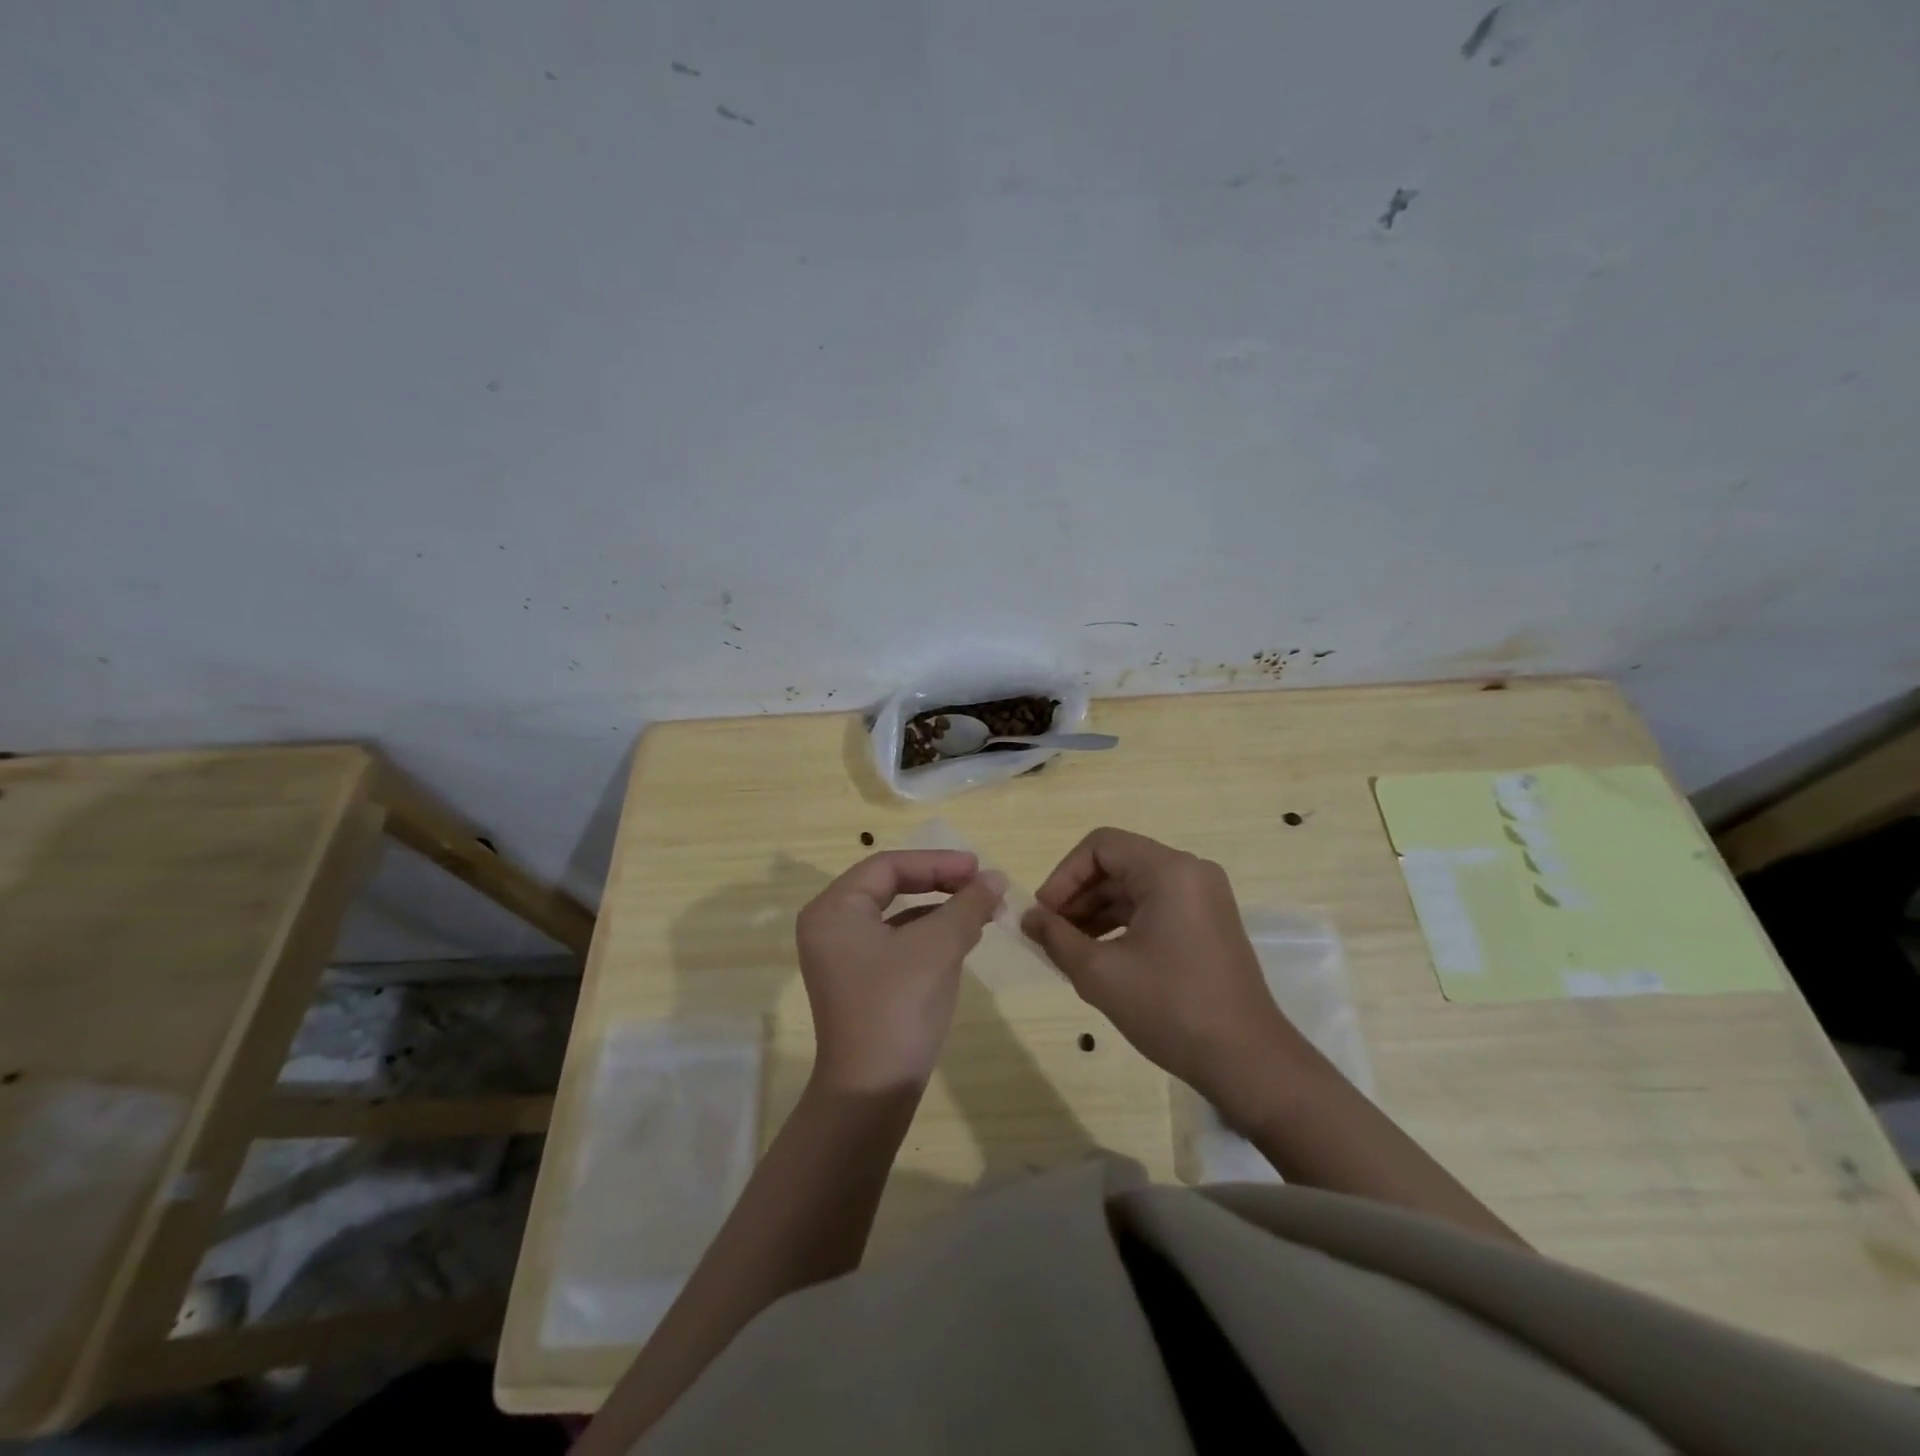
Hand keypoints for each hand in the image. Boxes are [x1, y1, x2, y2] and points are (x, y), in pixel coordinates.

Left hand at [795, 851, 1005, 1093]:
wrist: (872, 1092)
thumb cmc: (899, 1006)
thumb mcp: (939, 947)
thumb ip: (968, 905)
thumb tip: (996, 878)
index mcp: (834, 909)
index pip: (889, 866)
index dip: (937, 862)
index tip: (979, 867)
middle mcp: (829, 926)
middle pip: (889, 886)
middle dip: (939, 883)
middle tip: (981, 883)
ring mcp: (841, 956)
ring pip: (894, 914)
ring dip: (938, 908)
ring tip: (980, 909)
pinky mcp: (857, 980)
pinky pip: (893, 941)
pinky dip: (927, 934)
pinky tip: (960, 938)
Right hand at [1022, 828, 1311, 1111]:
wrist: (1247, 1062)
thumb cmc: (1170, 1008)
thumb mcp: (1100, 973)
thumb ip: (1056, 937)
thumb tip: (1027, 918)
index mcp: (1169, 870)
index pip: (1101, 846)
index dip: (1063, 875)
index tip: (1043, 913)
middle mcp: (1190, 872)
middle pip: (1118, 863)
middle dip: (1078, 895)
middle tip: (1050, 933)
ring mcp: (1203, 897)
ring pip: (1134, 887)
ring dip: (1097, 911)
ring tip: (1069, 948)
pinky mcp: (1207, 923)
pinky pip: (1154, 906)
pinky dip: (1122, 923)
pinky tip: (1100, 954)